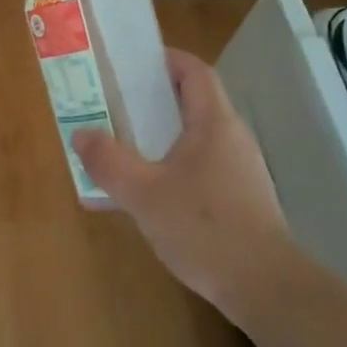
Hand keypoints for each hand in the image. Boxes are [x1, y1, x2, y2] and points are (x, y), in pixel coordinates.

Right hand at [73, 49, 300, 324]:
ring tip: (123, 149)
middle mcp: (231, 137)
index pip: (194, 71)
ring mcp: (240, 170)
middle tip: (113, 106)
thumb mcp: (144, 194)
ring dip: (159, 138)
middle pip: (192, 102)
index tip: (129, 65)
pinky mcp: (241, 199)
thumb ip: (109, 162)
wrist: (265, 288)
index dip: (164, 59)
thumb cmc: (205, 228)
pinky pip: (201, 168)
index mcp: (214, 122)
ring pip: (195, 138)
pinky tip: (147, 195)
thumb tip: (81, 135)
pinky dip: (172, 168)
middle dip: (151, 101)